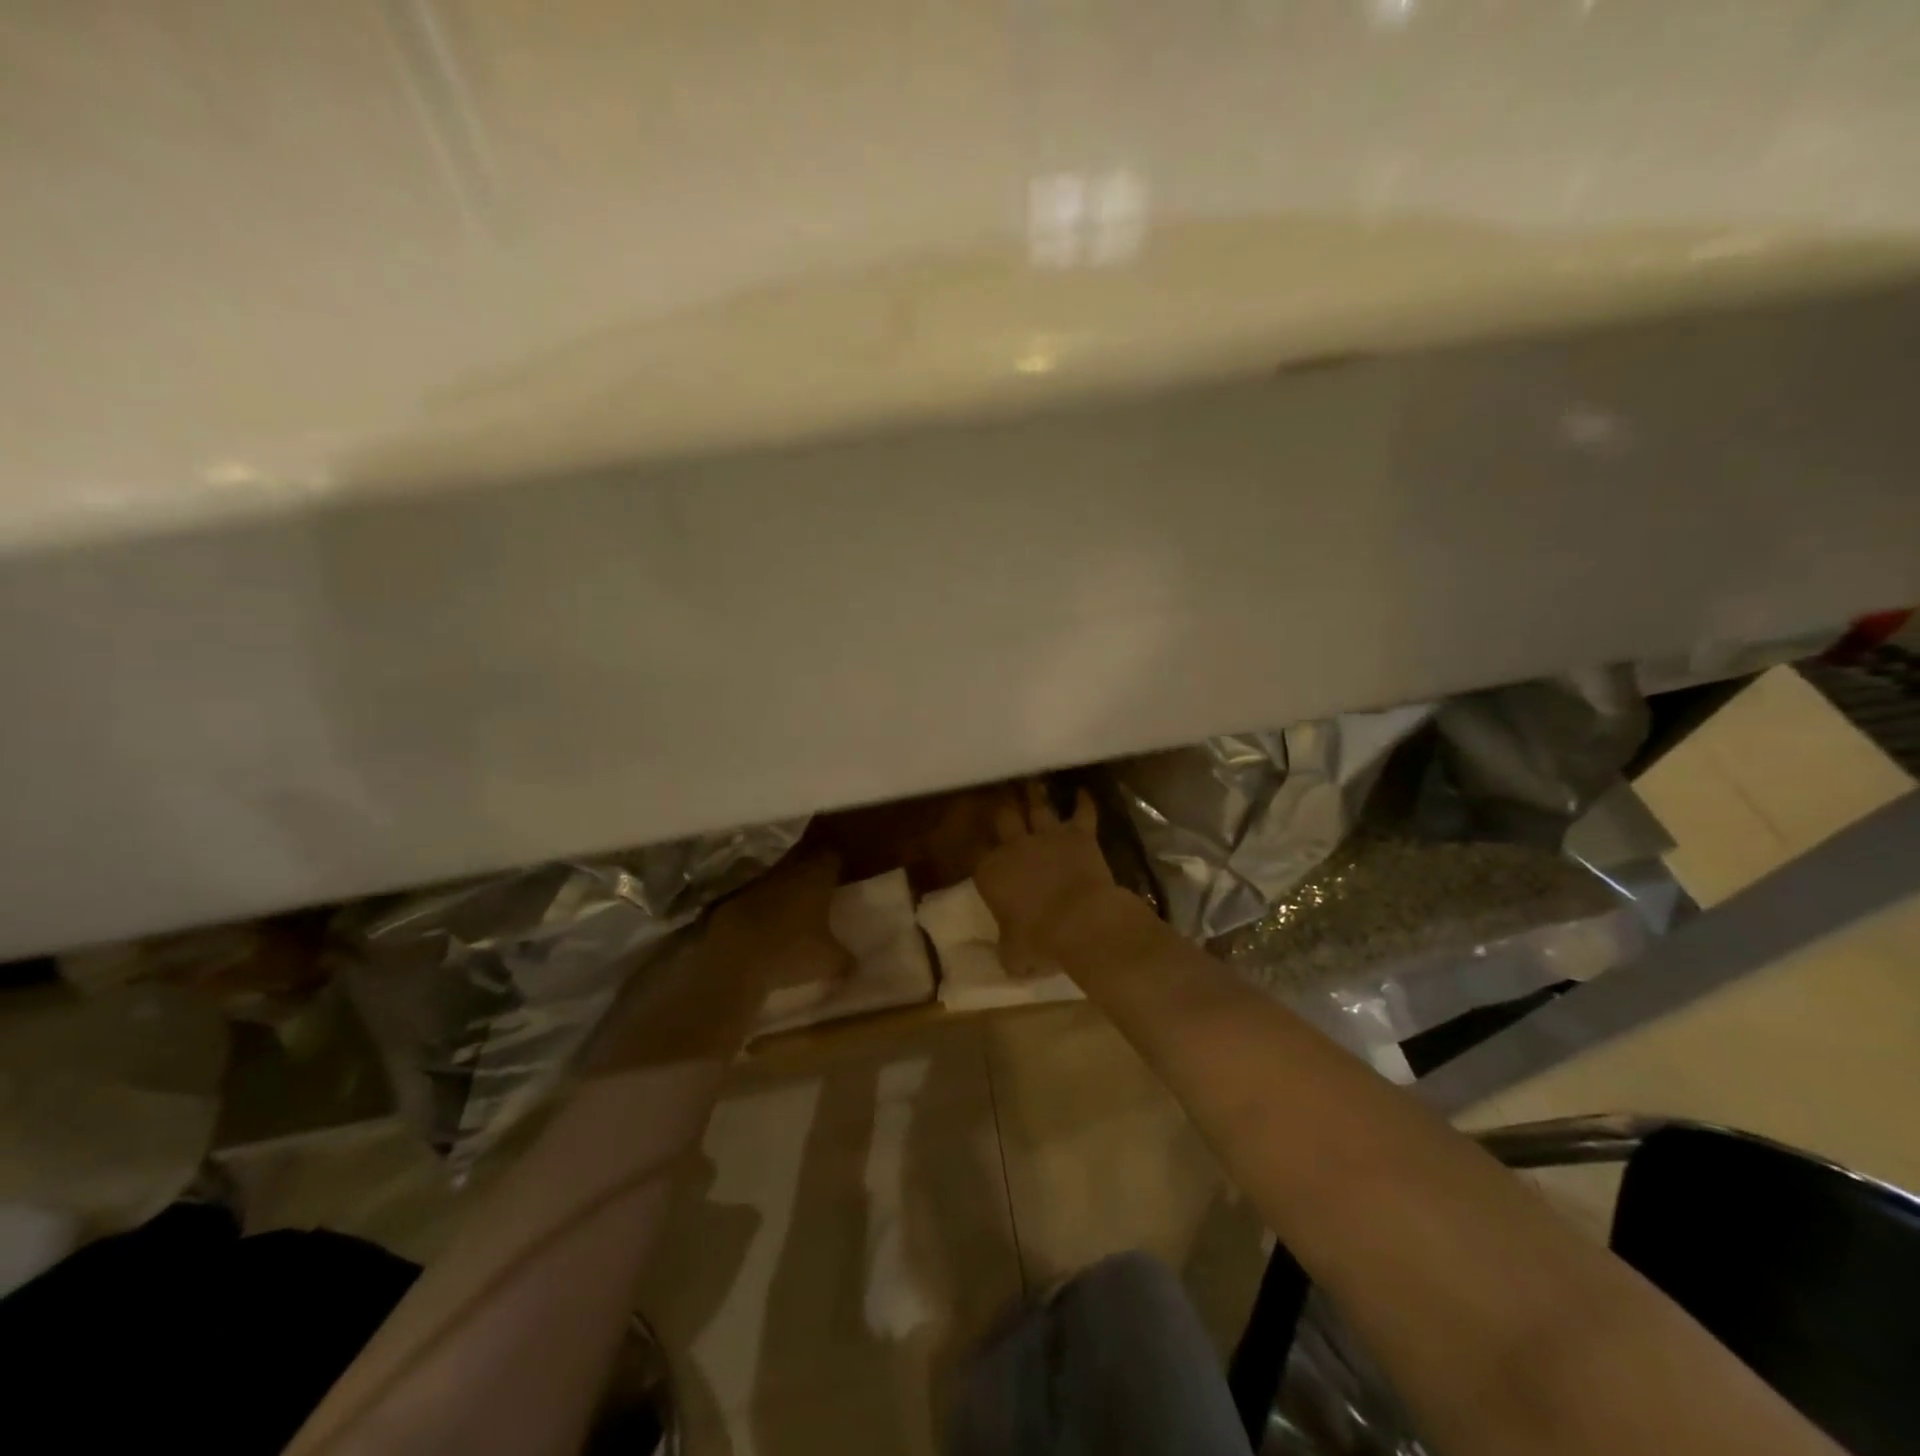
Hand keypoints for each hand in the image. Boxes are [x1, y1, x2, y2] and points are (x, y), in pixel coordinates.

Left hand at [708, 851, 848, 994]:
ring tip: (797, 909)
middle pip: (804, 858)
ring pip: (780, 877)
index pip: (832, 854)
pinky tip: (770, 924)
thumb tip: (855, 963)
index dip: (839, 861)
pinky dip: (765, 905)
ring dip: (787, 888)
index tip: (845, 872)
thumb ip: (845, 959)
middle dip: (813, 870)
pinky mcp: (733, 899)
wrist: (729, 958)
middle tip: (824, 887)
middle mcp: (788, 870)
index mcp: (816, 875)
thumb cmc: (789, 950)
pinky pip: (758, 896)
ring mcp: (758, 882)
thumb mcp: (829, 962)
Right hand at [974, 782, 1118, 975]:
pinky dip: (1083, 801)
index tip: (969, 837)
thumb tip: (1006, 956)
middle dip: (1000, 805)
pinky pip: (1082, 813)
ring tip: (1031, 780)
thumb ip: (1006, 950)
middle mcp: (1014, 847)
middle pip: (1003, 817)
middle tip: (998, 791)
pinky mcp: (1079, 835)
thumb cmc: (1039, 941)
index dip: (971, 843)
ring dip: (1034, 794)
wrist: (1081, 922)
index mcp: (991, 872)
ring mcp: (1048, 836)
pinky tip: (1084, 791)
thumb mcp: (1013, 956)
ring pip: (1038, 807)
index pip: (974, 852)